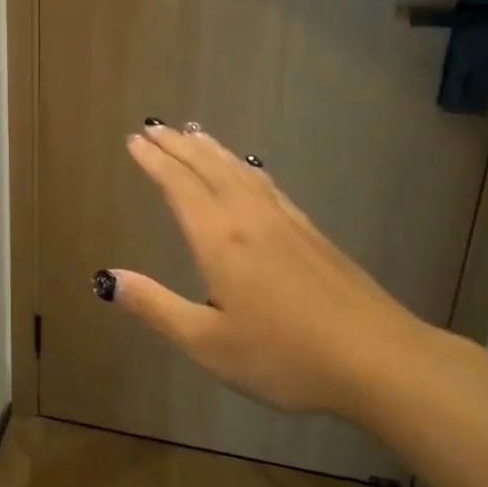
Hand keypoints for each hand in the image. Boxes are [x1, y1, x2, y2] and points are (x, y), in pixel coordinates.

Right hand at [103, 122, 440, 414]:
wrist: (378, 360)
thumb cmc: (285, 356)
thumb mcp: (208, 343)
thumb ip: (156, 306)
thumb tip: (108, 278)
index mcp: (220, 239)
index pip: (179, 186)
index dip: (154, 161)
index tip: (134, 140)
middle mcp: (249, 217)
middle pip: (208, 167)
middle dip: (177, 146)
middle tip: (154, 127)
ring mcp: (285, 221)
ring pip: (239, 170)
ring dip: (211, 149)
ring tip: (193, 134)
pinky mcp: (311, 232)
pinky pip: (266, 183)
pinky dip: (244, 167)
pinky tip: (247, 171)